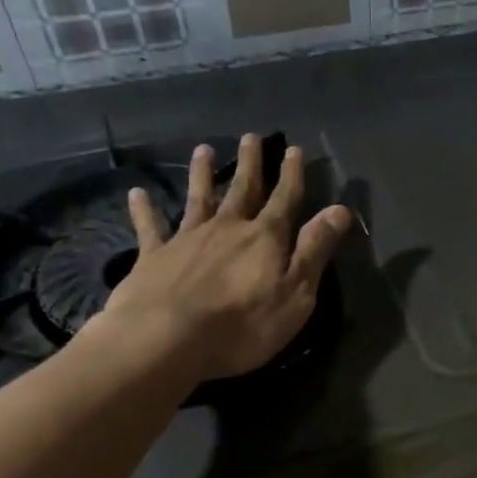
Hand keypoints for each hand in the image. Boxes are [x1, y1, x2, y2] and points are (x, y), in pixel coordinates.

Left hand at [92, 133, 352, 385]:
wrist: (165, 340)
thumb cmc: (242, 325)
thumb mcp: (296, 293)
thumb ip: (315, 250)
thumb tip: (340, 209)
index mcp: (265, 238)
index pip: (284, 199)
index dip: (291, 174)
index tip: (294, 149)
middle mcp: (227, 228)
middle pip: (242, 190)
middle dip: (250, 164)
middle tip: (250, 137)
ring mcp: (187, 239)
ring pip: (198, 198)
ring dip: (201, 174)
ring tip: (203, 150)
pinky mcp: (153, 256)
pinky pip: (150, 226)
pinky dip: (144, 209)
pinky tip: (137, 193)